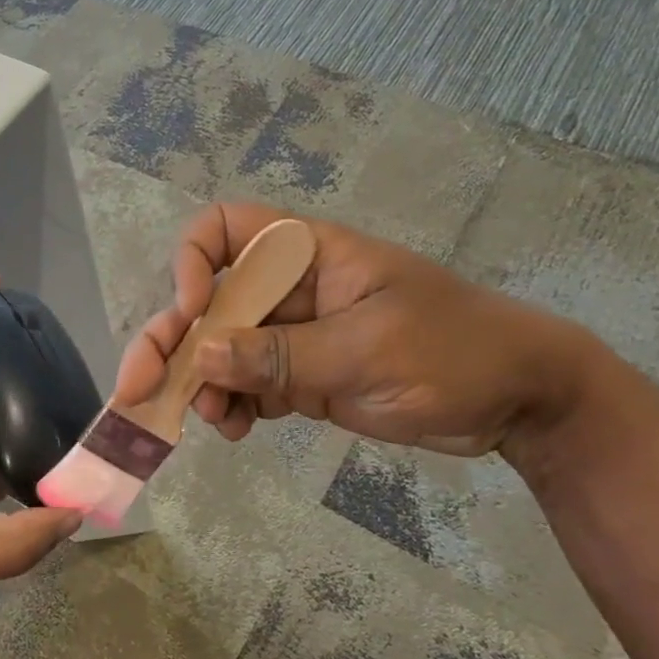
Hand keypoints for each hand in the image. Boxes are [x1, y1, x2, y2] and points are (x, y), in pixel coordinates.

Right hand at [114, 203, 597, 457]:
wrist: (519, 402)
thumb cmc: (456, 352)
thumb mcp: (368, 350)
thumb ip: (284, 355)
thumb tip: (204, 353)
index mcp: (306, 255)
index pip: (226, 229)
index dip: (193, 260)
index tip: (193, 308)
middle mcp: (288, 289)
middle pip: (207, 300)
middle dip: (171, 341)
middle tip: (139, 388)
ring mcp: (292, 336)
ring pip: (219, 350)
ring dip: (199, 382)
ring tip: (209, 421)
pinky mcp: (300, 378)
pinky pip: (245, 385)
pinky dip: (230, 406)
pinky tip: (236, 430)